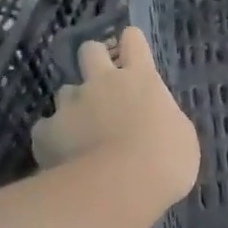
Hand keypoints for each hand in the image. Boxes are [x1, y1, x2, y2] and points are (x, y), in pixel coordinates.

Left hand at [32, 27, 200, 207]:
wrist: (121, 186)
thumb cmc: (166, 160)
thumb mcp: (181, 135)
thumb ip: (163, 119)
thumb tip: (155, 121)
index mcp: (140, 79)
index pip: (133, 41)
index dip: (131, 42)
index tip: (131, 50)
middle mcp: (103, 82)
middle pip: (90, 50)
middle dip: (94, 60)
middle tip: (102, 82)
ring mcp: (71, 104)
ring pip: (65, 91)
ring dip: (74, 106)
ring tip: (82, 132)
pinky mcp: (47, 131)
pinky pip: (46, 128)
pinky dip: (53, 139)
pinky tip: (62, 157)